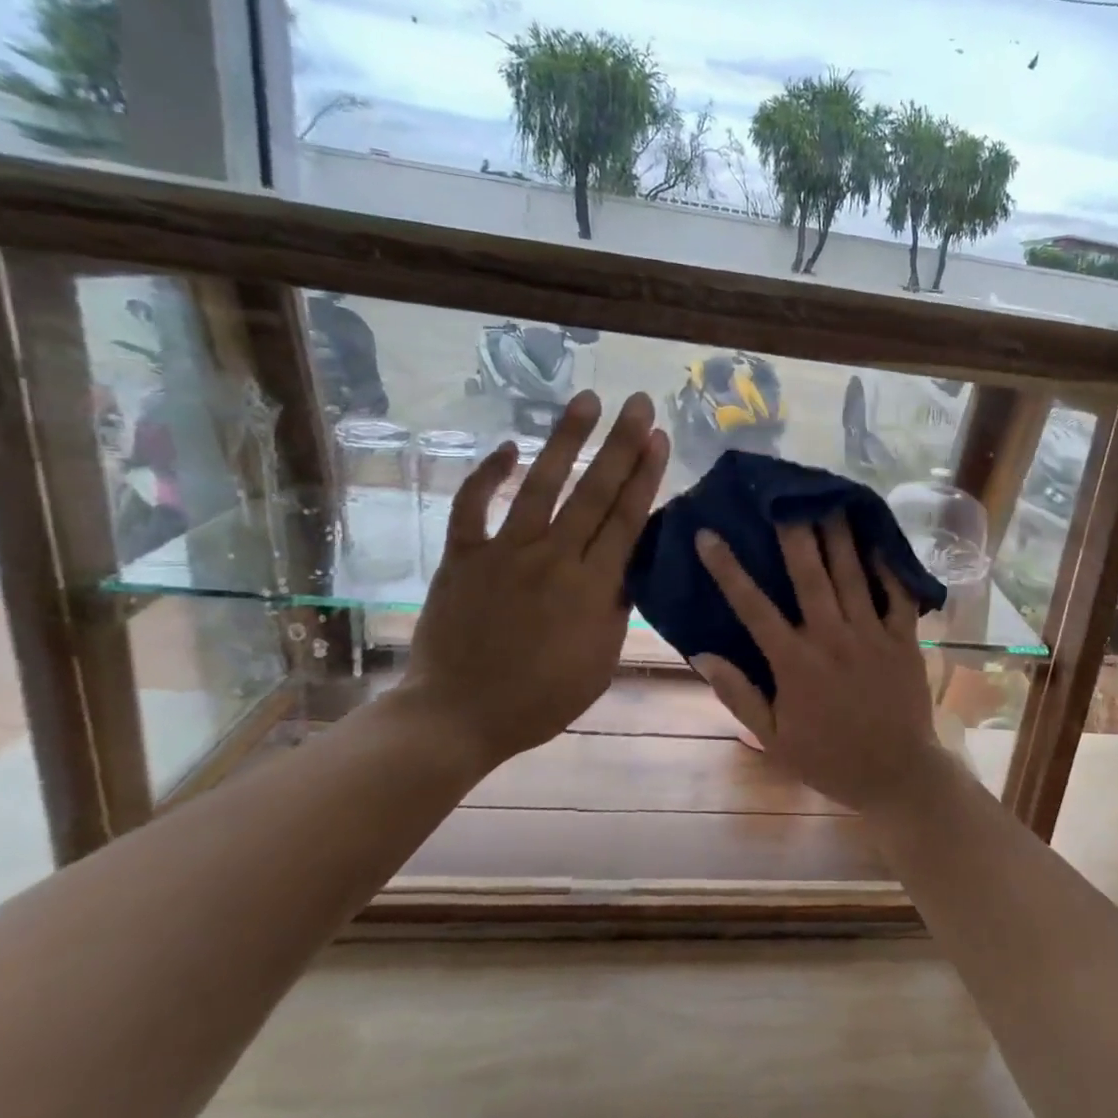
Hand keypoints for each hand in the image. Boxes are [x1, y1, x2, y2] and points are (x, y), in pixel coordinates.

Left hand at [399, 390, 667, 772]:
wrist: (458, 716)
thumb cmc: (541, 699)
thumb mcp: (601, 661)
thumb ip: (616, 607)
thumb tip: (629, 565)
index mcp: (592, 587)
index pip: (626, 519)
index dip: (645, 475)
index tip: (659, 437)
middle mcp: (553, 558)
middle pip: (594, 491)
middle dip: (620, 443)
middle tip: (638, 403)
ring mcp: (504, 553)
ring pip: (541, 485)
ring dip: (565, 440)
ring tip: (586, 401)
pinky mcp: (462, 557)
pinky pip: (473, 506)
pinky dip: (488, 475)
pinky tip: (508, 447)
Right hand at [691, 517, 949, 817]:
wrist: (897, 776)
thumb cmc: (830, 759)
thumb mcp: (774, 739)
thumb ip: (739, 695)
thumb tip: (702, 654)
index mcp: (795, 663)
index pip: (753, 608)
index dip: (728, 569)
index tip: (709, 535)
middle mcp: (832, 639)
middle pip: (810, 575)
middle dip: (795, 531)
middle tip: (784, 494)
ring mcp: (872, 635)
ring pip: (853, 575)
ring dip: (839, 535)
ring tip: (829, 498)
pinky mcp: (904, 639)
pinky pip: (898, 595)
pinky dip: (890, 565)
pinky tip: (880, 537)